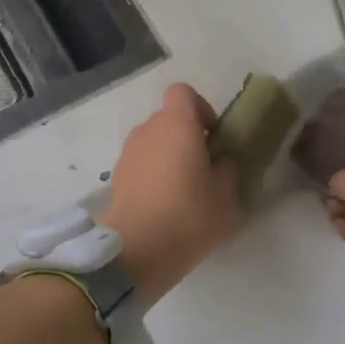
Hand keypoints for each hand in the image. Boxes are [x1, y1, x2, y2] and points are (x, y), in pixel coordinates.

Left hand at [99, 83, 240, 305]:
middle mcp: (148, 129)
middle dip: (186, 136)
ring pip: (154, 142)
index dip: (200, 108)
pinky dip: (152, 174)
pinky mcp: (117, 176)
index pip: (183, 92)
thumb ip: (227, 168)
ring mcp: (128, 152)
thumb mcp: (226, 196)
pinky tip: (163, 204)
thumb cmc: (188, 216)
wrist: (135, 250)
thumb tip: (220, 159)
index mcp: (177, 124)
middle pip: (168, 119)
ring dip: (168, 156)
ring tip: (183, 190)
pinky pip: (141, 163)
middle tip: (203, 168)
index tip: (212, 136)